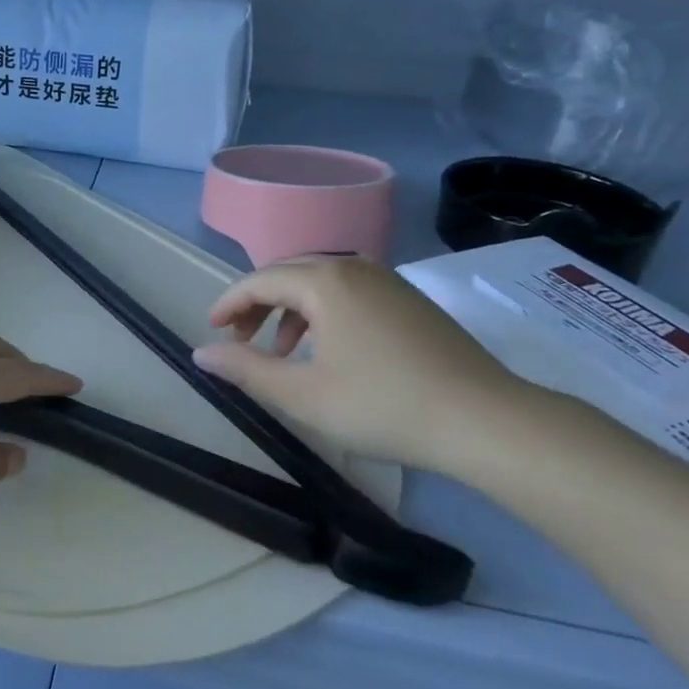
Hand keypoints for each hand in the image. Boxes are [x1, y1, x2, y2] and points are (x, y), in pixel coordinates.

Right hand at [191, 255, 533, 472]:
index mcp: (324, 281)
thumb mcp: (303, 395)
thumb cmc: (384, 406)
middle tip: (240, 340)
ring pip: (320, 283)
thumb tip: (201, 353)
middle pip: (288, 274)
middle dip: (257, 304)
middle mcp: (353, 267)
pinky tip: (329, 350)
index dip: (229, 303)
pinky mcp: (410, 299)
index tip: (212, 330)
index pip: (259, 280)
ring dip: (290, 310)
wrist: (487, 421)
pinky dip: (324, 313)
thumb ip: (246, 369)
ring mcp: (387, 280)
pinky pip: (349, 292)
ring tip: (282, 352)